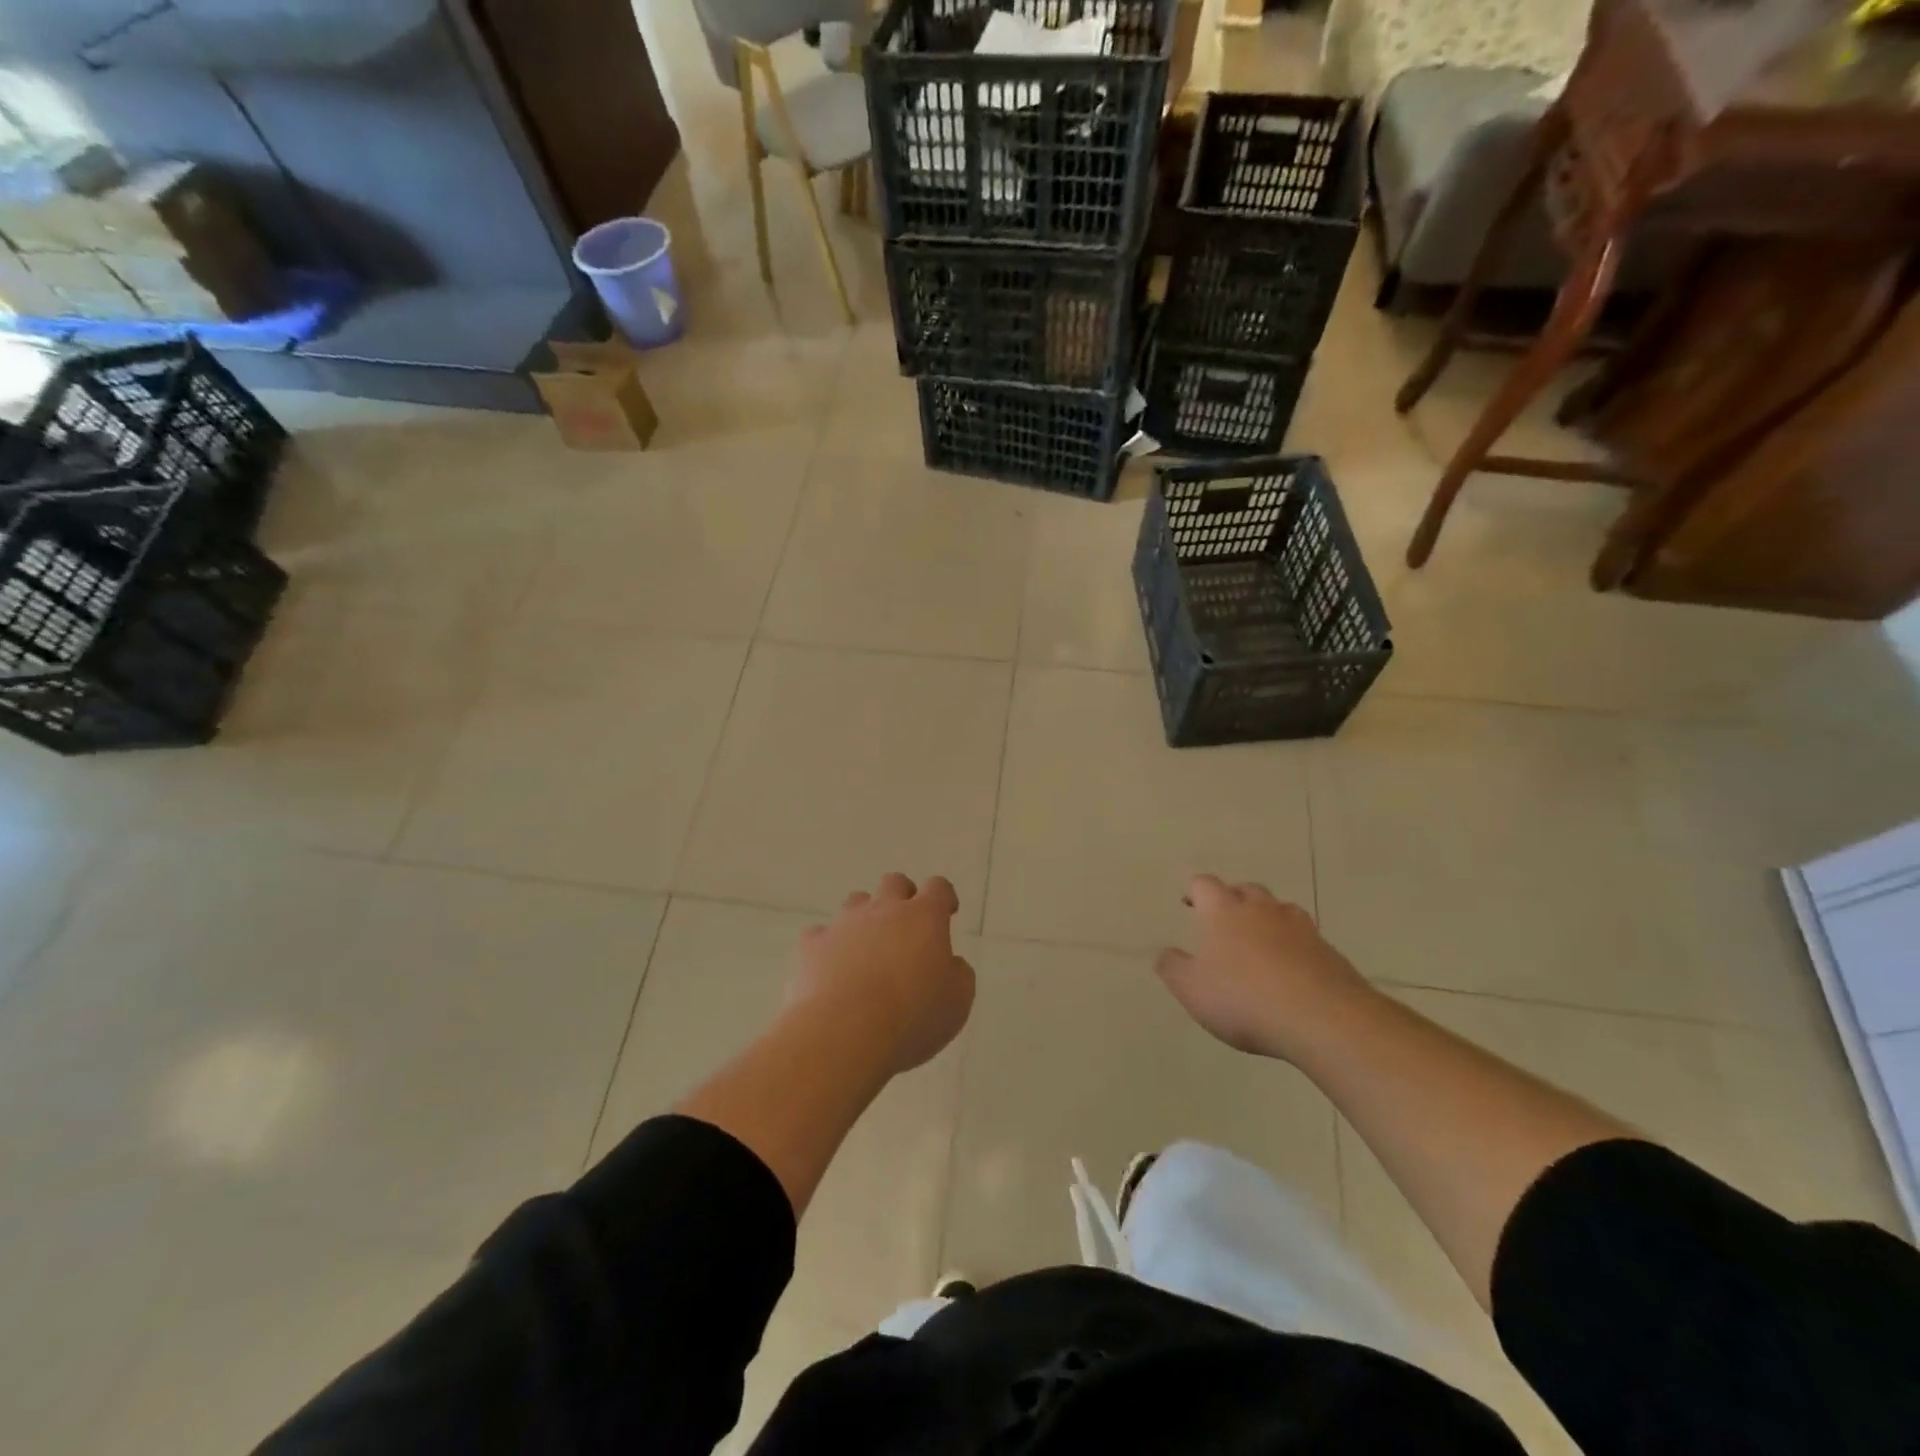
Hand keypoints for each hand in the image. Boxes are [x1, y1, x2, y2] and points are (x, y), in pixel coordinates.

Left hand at [791, 873, 974, 1076]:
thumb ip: (959, 974)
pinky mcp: (812, 945)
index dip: (944, 897)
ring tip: (868, 949)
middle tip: (907, 926)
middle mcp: (884, 910)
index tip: (947, 912)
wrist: (844, 1032)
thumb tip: (951, 964)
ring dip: (865, 917)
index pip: (938, 887)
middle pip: (894, 883)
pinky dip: (828, 946)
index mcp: (924, 917)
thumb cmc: (912, 1016)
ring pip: (856, 902)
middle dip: (902, 897)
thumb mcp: (958, 1002)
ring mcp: (844, 924)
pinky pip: (820, 934)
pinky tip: (831, 969)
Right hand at [1155, 875, 1370, 1058]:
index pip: (1204, 885)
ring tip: (1260, 941)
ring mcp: (1299, 927)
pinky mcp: (1328, 950)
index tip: (1189, 903)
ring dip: (1267, 919)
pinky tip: (1291, 970)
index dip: (1194, 891)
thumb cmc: (1244, 998)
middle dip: (1233, 899)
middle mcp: (1261, 909)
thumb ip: (1173, 968)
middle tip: (1224, 920)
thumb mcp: (1192, 989)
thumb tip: (1164, 952)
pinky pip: (1305, 938)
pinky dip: (1294, 946)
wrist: (1323, 1019)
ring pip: (1279, 910)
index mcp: (1223, 911)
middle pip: (1245, 890)